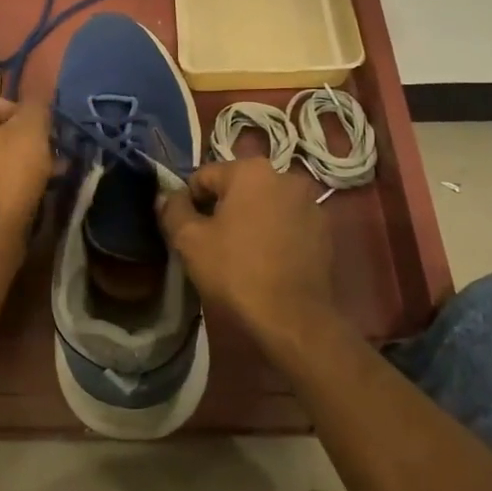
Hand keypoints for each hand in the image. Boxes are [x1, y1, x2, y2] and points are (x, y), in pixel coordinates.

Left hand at [0, 92, 53, 236]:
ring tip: (36, 181)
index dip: (23, 116)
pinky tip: (15, 199)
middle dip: (18, 142)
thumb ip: (36, 106)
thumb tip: (36, 97)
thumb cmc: (5, 174)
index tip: (40, 137)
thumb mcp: (32, 132)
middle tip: (44, 159)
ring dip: (8, 164)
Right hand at [156, 158, 335, 349]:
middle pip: (238, 187)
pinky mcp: (325, 230)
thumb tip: (166, 195)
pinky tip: (266, 261)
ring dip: (249, 219)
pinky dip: (274, 233)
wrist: (293, 319)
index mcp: (251, 170)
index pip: (205, 176)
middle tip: (211, 242)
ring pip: (264, 204)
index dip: (189, 201)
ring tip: (240, 253)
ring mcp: (310, 203)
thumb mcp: (190, 241)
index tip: (187, 230)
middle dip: (222, 208)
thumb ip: (173, 209)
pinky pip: (287, 222)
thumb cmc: (236, 272)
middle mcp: (285, 176)